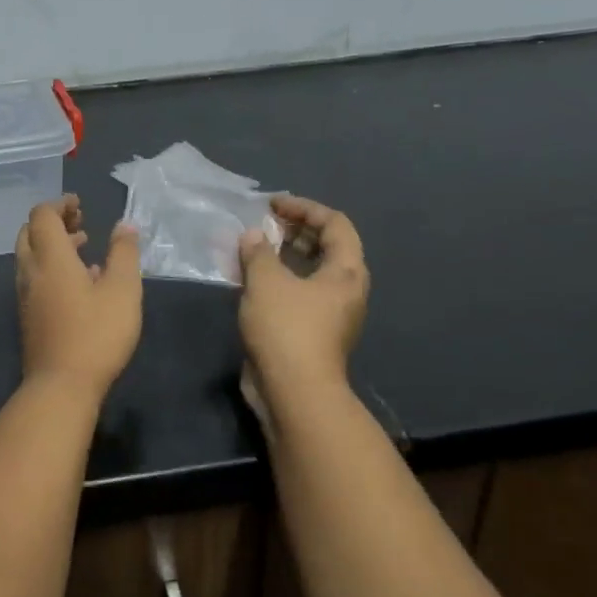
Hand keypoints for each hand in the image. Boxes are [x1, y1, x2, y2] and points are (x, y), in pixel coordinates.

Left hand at [15, 196, 141, 397]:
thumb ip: (124, 253)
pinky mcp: (28, 317)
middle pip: (29, 233)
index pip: (42, 216)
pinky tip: (79, 283)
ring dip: (52, 246)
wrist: (61, 386)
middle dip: (53, 222)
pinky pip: (34, 279)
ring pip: (30, 257)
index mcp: (50, 258)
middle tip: (80, 223)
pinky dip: (51, 268)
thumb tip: (125, 225)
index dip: (59, 204)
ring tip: (83, 248)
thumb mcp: (123, 290)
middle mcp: (31, 272)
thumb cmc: (96, 334)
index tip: (80, 204)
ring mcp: (26, 296)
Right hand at [237, 195, 368, 396]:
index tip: (272, 205)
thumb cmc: (286, 328)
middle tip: (263, 225)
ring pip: (309, 272)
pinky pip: (296, 293)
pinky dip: (277, 280)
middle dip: (294, 231)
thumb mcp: (267, 281)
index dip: (304, 208)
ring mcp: (329, 314)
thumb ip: (258, 252)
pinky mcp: (310, 332)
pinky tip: (250, 281)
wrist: (293, 391)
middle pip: (326, 247)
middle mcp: (345, 290)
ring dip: (282, 256)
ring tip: (252, 249)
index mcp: (346, 272)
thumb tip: (253, 236)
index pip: (335, 223)